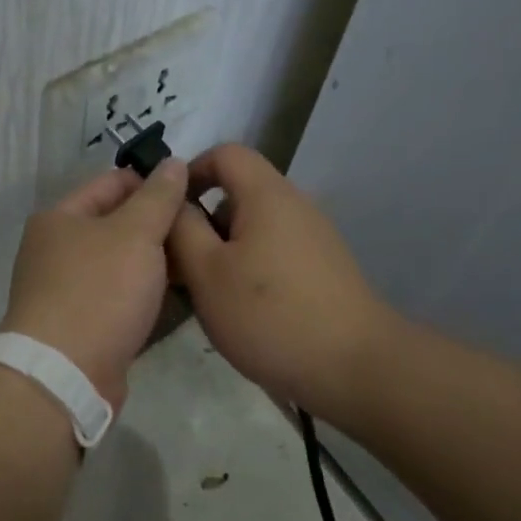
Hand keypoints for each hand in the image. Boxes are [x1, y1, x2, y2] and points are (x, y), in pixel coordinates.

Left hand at [0, 160, 188, 409]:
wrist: (65, 374)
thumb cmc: (99, 291)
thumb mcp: (136, 234)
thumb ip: (159, 197)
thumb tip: (174, 162)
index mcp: (60, 218)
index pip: (112, 183)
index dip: (152, 183)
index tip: (194, 192)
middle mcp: (57, 250)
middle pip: (116, 225)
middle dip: (157, 225)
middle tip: (203, 229)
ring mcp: (67, 291)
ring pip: (121, 264)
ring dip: (155, 263)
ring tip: (199, 260)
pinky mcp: (82, 326)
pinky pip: (120, 298)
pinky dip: (145, 294)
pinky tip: (179, 296)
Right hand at [166, 144, 394, 418]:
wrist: (353, 367)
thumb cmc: (269, 315)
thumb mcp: (207, 272)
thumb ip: (182, 229)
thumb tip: (173, 200)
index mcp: (267, 195)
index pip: (225, 153)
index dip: (190, 173)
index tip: (167, 213)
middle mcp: (295, 206)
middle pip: (238, 194)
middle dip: (202, 223)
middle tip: (178, 266)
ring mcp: (313, 239)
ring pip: (254, 229)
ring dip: (222, 252)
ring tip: (205, 295)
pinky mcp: (322, 270)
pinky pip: (273, 253)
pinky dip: (248, 270)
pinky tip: (240, 312)